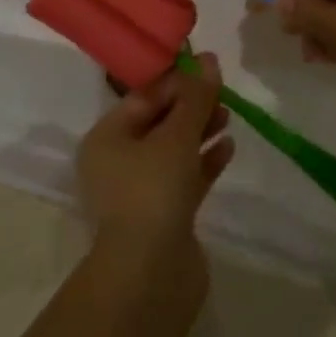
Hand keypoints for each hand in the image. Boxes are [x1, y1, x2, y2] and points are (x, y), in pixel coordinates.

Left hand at [77, 56, 233, 264]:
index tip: (209, 68)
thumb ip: (196, 97)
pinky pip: (185, 178)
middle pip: (159, 122)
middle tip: (223, 92)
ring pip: (173, 151)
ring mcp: (139, 193)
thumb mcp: (177, 135)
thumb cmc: (153, 190)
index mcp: (106, 138)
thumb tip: (210, 59)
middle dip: (191, 106)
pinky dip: (204, 162)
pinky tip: (228, 147)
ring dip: (200, 132)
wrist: (149, 277)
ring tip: (229, 116)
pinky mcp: (163, 217)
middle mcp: (117, 163)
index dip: (177, 80)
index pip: (144, 97)